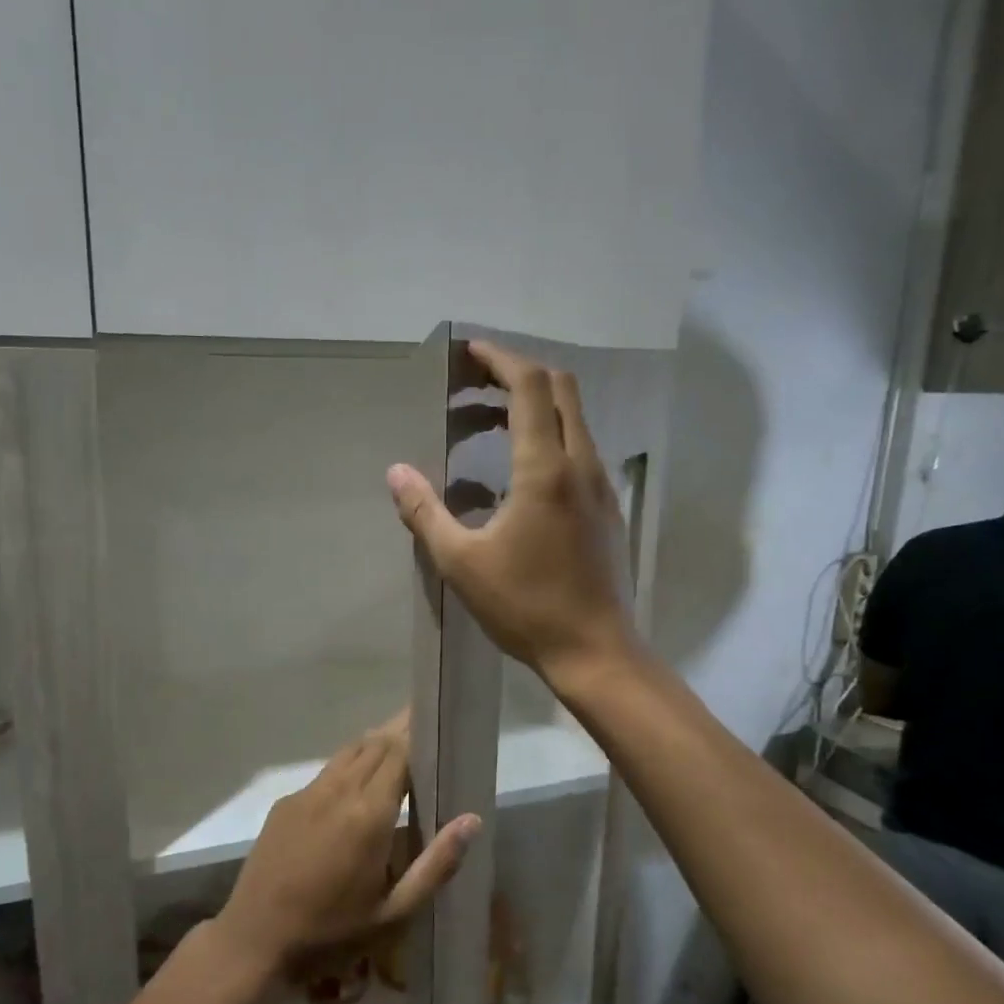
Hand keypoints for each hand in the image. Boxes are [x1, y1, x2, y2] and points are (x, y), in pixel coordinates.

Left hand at [216, 712, 480, 974]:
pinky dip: (350, 763)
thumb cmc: (331, 932)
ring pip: (349, 752)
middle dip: (400, 731)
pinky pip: (327, 772)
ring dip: (375, 743)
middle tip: (424, 723)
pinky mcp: (286, 802)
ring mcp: (307, 793)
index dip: (418, 734)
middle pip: (375, 744)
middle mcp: (338, 791)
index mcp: (368, 814)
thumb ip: (435, 865)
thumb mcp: (393, 912)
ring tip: (398, 741)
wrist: (254, 940)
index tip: (437, 722)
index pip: (399, 753)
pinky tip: (358, 780)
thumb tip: (472, 820)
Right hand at [387, 340, 637, 683]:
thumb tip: (395, 473)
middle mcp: (582, 464)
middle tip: (476, 386)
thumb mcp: (462, 563)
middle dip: (518, 374)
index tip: (469, 353)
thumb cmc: (526, 607)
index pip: (530, 386)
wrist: (595, 650)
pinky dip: (550, 434)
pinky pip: (581, 448)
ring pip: (575, 419)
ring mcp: (602, 486)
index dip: (499, 360)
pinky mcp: (607, 508)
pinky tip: (519, 469)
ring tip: (488, 423)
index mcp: (545, 469)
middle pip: (561, 389)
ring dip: (535, 405)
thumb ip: (426, 513)